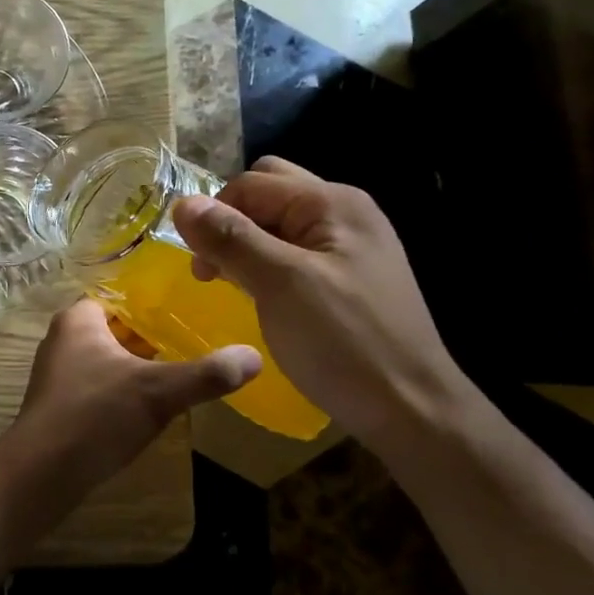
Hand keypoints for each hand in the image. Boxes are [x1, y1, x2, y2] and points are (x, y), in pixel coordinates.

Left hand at [0, 299, 258, 509]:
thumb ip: (206, 374)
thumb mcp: (157, 391)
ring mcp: (57, 373)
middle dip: (150, 334)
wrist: (41, 473)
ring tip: (179, 369)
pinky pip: (98, 384)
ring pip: (107, 357)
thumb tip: (255, 356)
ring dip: (137, 364)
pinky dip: (122, 388)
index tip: (189, 307)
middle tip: (193, 338)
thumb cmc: (95, 416)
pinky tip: (149, 405)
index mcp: (78, 320)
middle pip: (115, 327)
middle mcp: (62, 339)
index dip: (153, 300)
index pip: (119, 295)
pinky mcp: (59, 404)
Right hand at [169, 158, 470, 445]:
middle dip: (231, 222)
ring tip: (233, 284)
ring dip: (246, 245)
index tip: (199, 267)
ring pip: (278, 224)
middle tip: (215, 267)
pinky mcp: (347, 277)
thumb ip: (231, 238)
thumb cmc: (344, 342)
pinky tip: (261, 296)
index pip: (251, 184)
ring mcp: (349, 246)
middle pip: (267, 193)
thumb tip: (182, 203)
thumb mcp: (280, 284)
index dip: (214, 216)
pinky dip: (267, 264)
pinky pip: (294, 252)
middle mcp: (343, 213)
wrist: (411, 410)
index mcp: (331, 203)